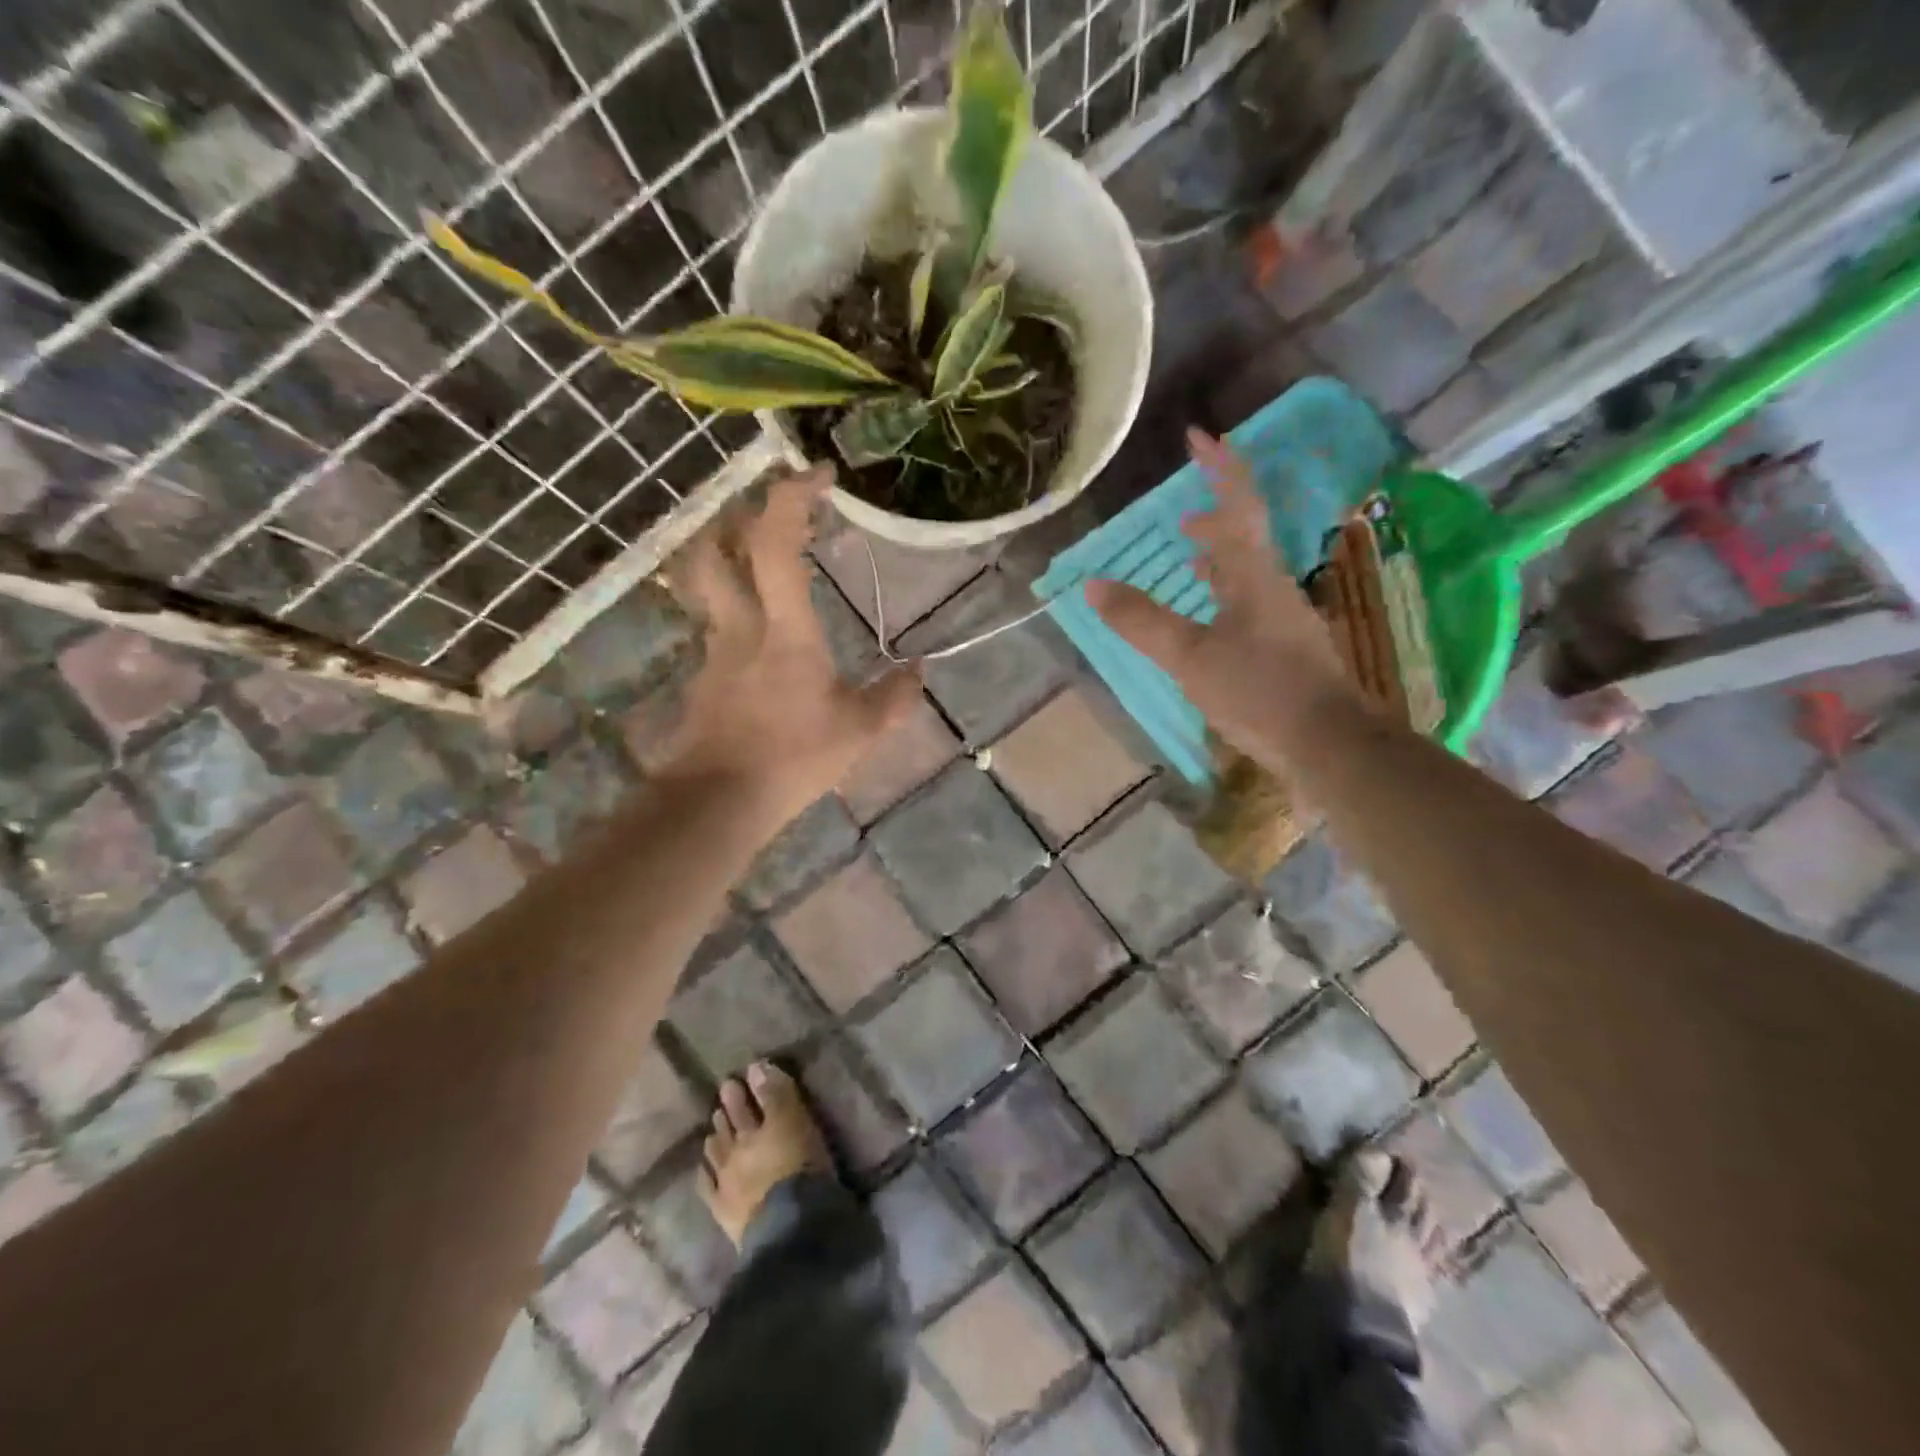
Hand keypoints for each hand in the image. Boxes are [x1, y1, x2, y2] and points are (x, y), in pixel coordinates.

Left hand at [656, 466, 921, 822]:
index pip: (774, 543)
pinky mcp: (701, 677)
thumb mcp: (858, 731)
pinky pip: (711, 627)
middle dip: (738, 515)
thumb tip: (921, 670)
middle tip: (769, 510)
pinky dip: (730, 612)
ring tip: (755, 557)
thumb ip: (893, 698)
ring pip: (703, 584)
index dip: (792, 497)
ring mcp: (713, 650)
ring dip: (723, 555)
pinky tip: (754, 638)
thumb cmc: (794, 758)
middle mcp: (740, 625)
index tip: (820, 474)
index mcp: (784, 629)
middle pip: (715, 549)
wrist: (720, 800)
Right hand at [1087, 428, 1358, 758]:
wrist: (1328, 743)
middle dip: (1214, 518)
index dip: (1219, 467)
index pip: (1237, 505)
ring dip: (1221, 559)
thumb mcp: (1189, 656)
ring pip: (1249, 573)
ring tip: (1191, 560)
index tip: (1198, 436)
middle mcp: (1274, 587)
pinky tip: (1214, 619)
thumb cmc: (1259, 690)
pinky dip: (1226, 596)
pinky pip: (1252, 604)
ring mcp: (1285, 619)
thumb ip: (1141, 621)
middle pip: (1246, 537)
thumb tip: (1092, 585)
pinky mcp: (1288, 649)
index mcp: (1253, 576)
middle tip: (1181, 521)